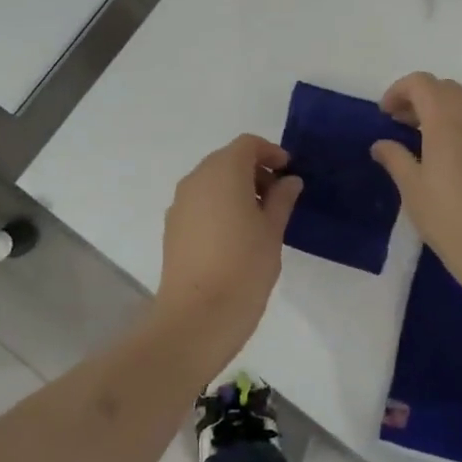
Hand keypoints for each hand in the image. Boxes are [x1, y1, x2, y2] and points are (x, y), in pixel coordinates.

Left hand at [155, 134, 303, 370]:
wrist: (196, 316)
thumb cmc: (244, 267)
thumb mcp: (273, 231)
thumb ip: (282, 199)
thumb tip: (289, 181)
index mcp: (223, 171)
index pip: (247, 144)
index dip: (270, 152)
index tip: (288, 172)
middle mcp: (196, 178)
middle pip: (227, 159)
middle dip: (254, 171)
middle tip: (278, 197)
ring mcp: (180, 202)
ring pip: (212, 181)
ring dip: (236, 188)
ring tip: (259, 219)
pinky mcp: (172, 226)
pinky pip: (200, 202)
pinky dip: (219, 205)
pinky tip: (235, 235)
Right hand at [371, 73, 461, 313]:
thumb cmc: (453, 220)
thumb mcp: (413, 191)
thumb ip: (395, 159)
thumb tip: (381, 144)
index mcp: (447, 120)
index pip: (422, 83)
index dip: (399, 91)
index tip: (384, 115)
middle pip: (445, 88)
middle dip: (419, 98)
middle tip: (399, 124)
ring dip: (441, 109)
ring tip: (422, 139)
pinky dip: (460, 124)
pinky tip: (450, 156)